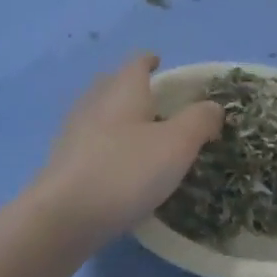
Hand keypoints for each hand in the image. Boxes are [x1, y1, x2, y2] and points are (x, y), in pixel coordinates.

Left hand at [34, 52, 225, 243]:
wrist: (63, 216)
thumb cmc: (125, 171)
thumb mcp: (177, 145)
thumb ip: (199, 121)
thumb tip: (212, 106)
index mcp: (122, 90)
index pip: (136, 63)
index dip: (149, 60)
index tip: (159, 62)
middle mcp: (94, 103)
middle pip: (112, 84)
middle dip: (131, 87)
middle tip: (154, 99)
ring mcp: (73, 133)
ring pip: (99, 113)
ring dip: (118, 117)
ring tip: (139, 133)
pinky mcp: (64, 163)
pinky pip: (90, 143)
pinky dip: (106, 145)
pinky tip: (117, 165)